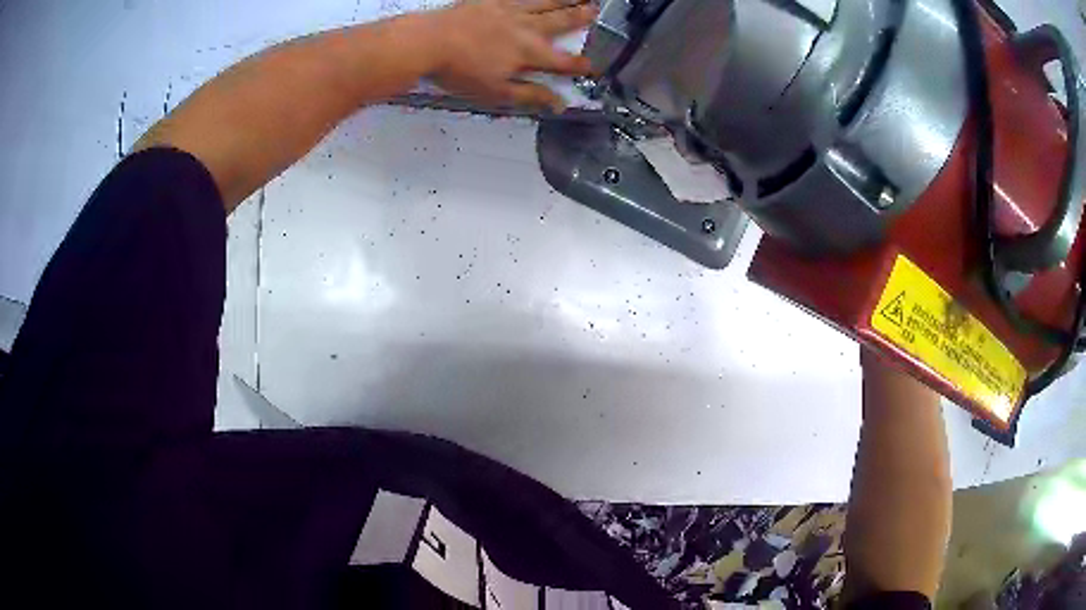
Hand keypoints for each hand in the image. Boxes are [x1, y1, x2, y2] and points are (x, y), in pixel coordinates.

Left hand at [424, 0, 596, 110]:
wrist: (429, 42)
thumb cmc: (460, 71)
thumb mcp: (496, 92)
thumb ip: (530, 96)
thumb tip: (559, 104)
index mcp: (530, 53)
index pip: (564, 61)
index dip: (581, 65)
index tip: (594, 66)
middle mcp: (526, 28)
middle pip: (561, 21)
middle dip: (582, 17)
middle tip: (597, 10)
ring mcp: (509, 9)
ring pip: (545, 2)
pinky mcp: (491, 0)